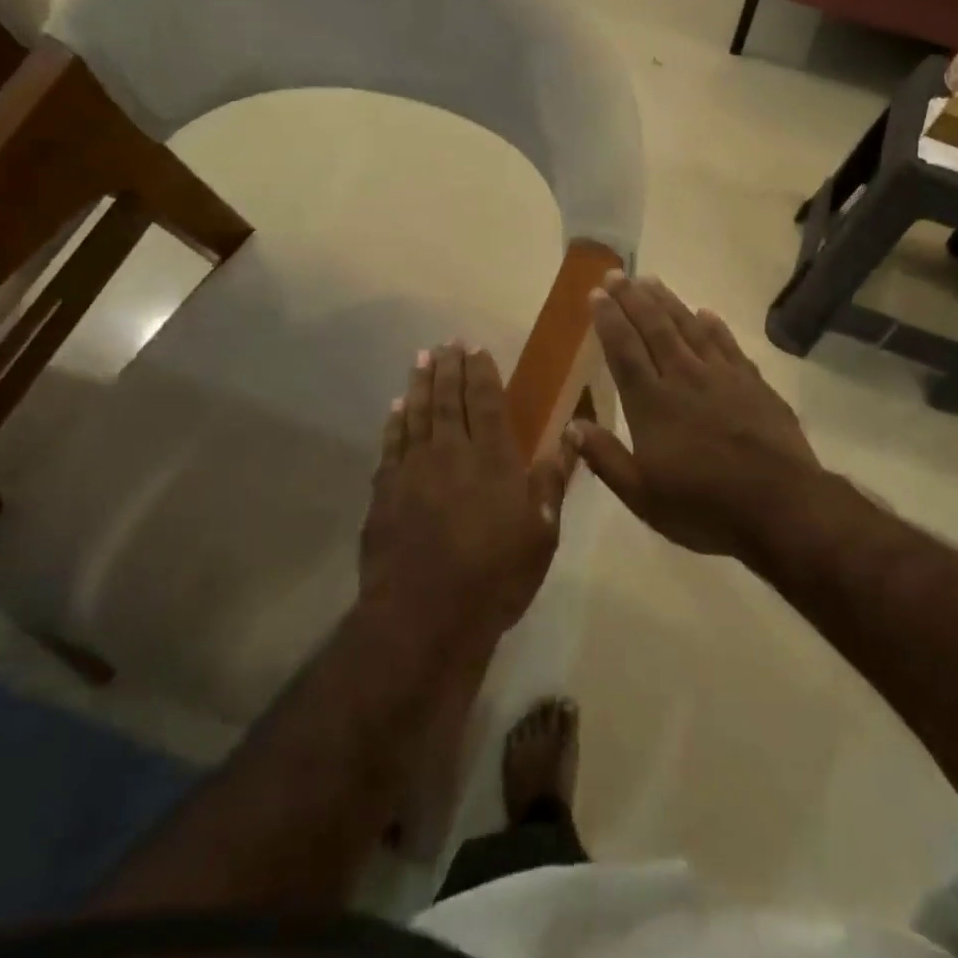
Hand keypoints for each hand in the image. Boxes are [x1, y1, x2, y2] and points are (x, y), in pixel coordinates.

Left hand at [360, 343, 576, 644]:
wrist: (426, 615)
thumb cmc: (496, 576)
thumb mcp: (541, 533)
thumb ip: (552, 480)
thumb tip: (572, 435)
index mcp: (493, 459)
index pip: (487, 402)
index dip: (482, 373)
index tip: (476, 348)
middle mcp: (451, 452)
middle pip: (448, 399)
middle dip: (448, 368)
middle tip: (445, 342)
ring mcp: (413, 470)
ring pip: (417, 414)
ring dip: (419, 383)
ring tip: (421, 358)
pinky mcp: (385, 491)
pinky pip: (391, 444)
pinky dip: (395, 421)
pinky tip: (396, 407)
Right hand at [569, 273, 822, 560]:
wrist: (781, 506)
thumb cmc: (704, 507)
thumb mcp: (643, 497)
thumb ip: (605, 459)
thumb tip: (571, 426)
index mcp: (652, 404)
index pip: (624, 351)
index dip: (608, 320)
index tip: (596, 293)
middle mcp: (684, 378)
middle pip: (654, 328)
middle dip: (632, 299)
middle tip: (617, 273)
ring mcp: (722, 377)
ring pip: (689, 328)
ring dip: (668, 302)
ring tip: (651, 281)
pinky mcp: (754, 383)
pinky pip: (728, 344)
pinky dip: (714, 326)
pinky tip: (705, 313)